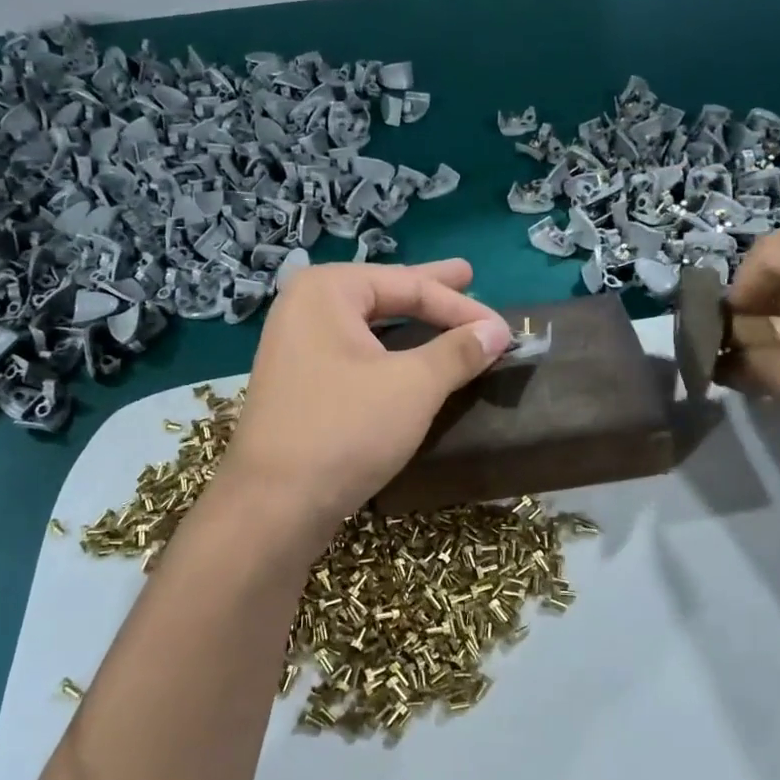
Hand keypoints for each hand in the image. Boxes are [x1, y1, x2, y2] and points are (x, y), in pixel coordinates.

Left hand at [222, 258, 510, 530]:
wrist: (274, 505)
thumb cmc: (345, 430)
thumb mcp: (413, 386)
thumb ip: (458, 351)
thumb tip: (498, 331)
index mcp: (327, 291)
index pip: (409, 286)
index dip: (462, 307)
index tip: (506, 329)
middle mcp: (306, 309)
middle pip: (385, 295)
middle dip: (430, 291)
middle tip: (468, 274)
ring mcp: (298, 348)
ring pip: (371, 327)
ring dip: (413, 323)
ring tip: (446, 310)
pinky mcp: (302, 385)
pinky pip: (358, 355)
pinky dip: (392, 353)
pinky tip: (412, 356)